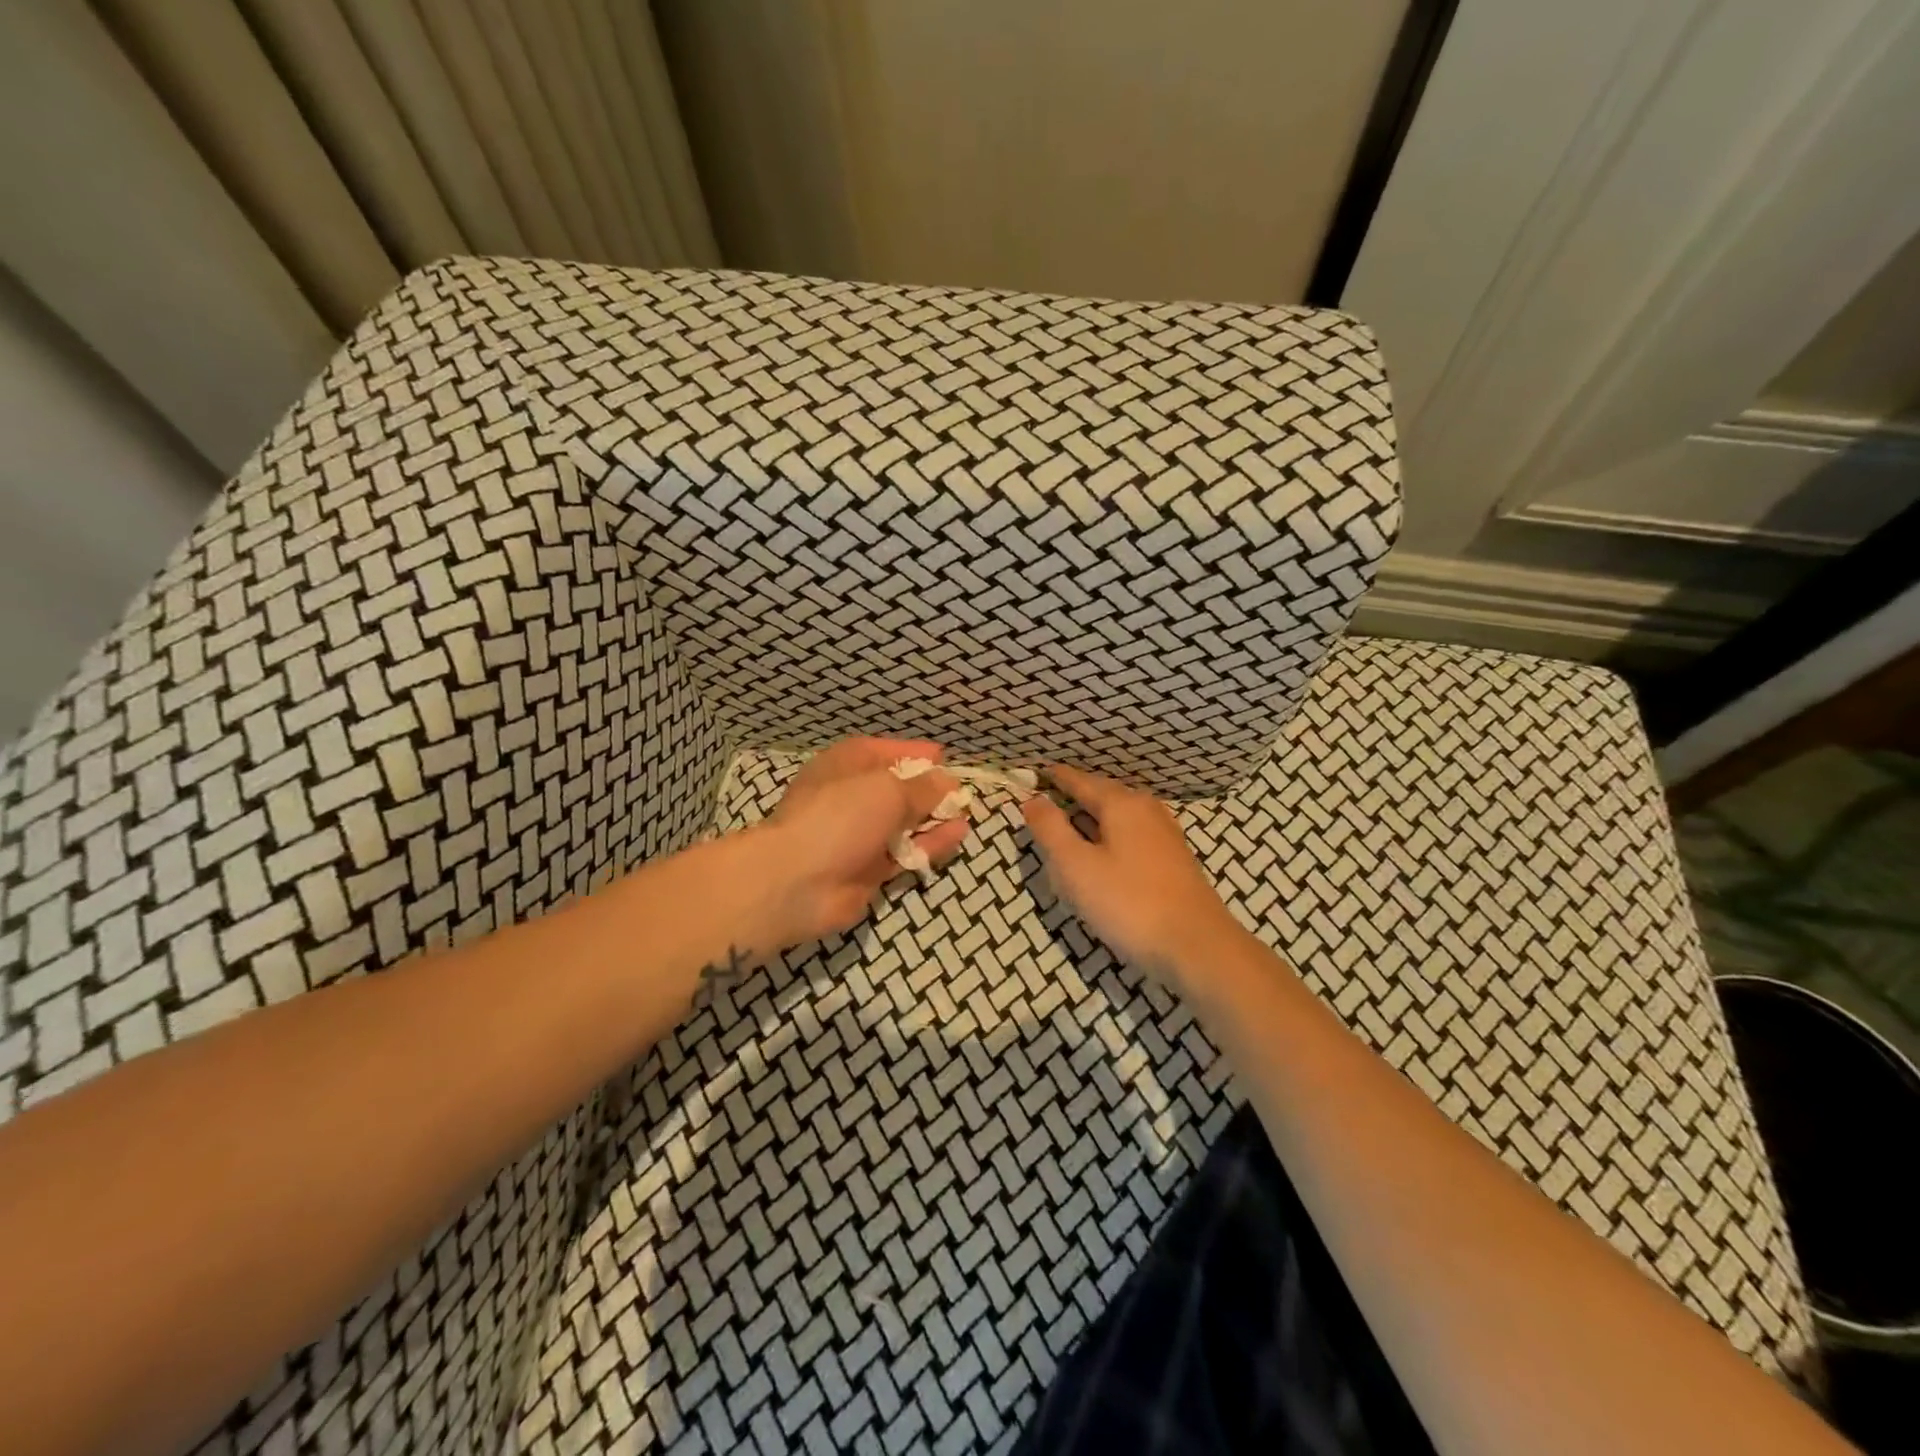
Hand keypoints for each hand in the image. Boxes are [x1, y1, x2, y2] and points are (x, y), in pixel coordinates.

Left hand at [749, 737, 970, 949]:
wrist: (798, 881)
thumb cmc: (840, 817)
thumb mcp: (888, 791)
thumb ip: (922, 787)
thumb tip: (946, 781)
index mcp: (847, 764)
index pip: (885, 751)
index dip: (915, 754)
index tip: (944, 758)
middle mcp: (852, 795)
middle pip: (897, 788)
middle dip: (929, 789)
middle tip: (962, 792)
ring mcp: (860, 834)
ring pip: (904, 822)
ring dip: (933, 818)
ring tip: (966, 814)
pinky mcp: (869, 868)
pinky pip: (906, 851)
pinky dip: (931, 843)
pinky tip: (957, 835)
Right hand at [1023, 763, 1242, 985]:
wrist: (1197, 946)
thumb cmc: (1129, 902)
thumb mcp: (1076, 866)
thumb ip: (1051, 829)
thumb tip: (1032, 799)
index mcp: (1121, 803)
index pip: (1079, 781)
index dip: (1055, 778)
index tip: (1034, 774)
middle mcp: (1146, 809)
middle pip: (1102, 795)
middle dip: (1074, 797)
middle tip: (1046, 803)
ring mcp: (1165, 834)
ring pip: (1119, 816)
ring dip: (1093, 820)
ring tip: (1070, 829)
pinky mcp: (1174, 860)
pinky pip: (1132, 835)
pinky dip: (1110, 838)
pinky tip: (1104, 856)